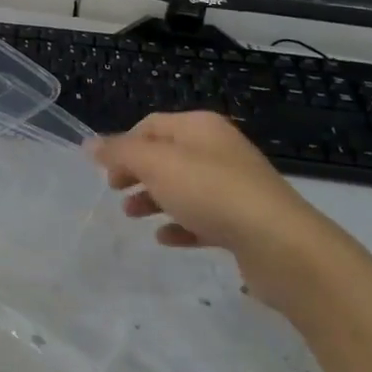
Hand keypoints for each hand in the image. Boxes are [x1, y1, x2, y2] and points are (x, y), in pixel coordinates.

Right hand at [88, 111, 343, 308]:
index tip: (103, 170)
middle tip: (113, 191)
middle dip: (136, 172)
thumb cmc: (212, 193)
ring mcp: (233, 186)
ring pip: (182, 187)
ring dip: (153, 199)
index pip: (150, 125)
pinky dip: (180, 225)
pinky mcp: (243, 221)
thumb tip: (89, 144)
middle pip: (166, 155)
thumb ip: (120, 153)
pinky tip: (165, 239)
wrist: (282, 246)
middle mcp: (218, 150)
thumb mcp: (157, 165)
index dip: (123, 144)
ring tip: (132, 217)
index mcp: (199, 128)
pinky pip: (202, 218)